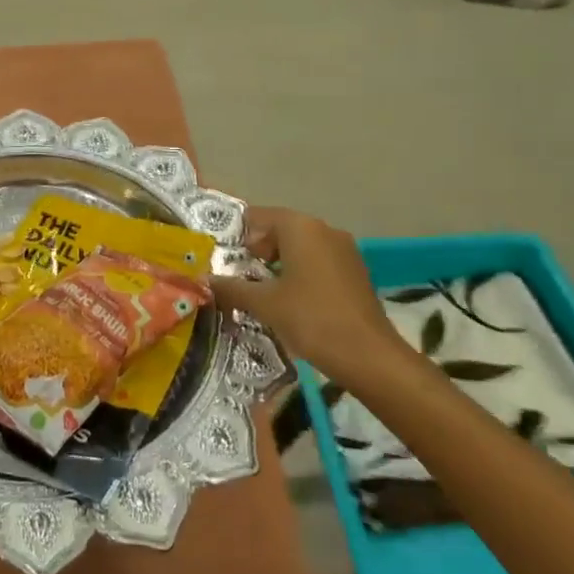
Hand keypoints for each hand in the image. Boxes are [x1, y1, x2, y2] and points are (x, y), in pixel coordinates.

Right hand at [212, 208, 417, 396]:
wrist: (370, 357)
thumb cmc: (311, 320)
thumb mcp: (264, 304)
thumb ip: (231, 288)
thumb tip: (204, 281)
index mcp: (301, 228)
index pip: (259, 216)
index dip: (238, 234)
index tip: (222, 257)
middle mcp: (325, 230)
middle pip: (281, 229)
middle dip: (258, 250)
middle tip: (239, 276)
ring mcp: (345, 251)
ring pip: (301, 247)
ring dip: (279, 264)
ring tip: (261, 292)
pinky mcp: (356, 272)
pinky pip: (319, 263)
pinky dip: (301, 274)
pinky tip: (291, 302)